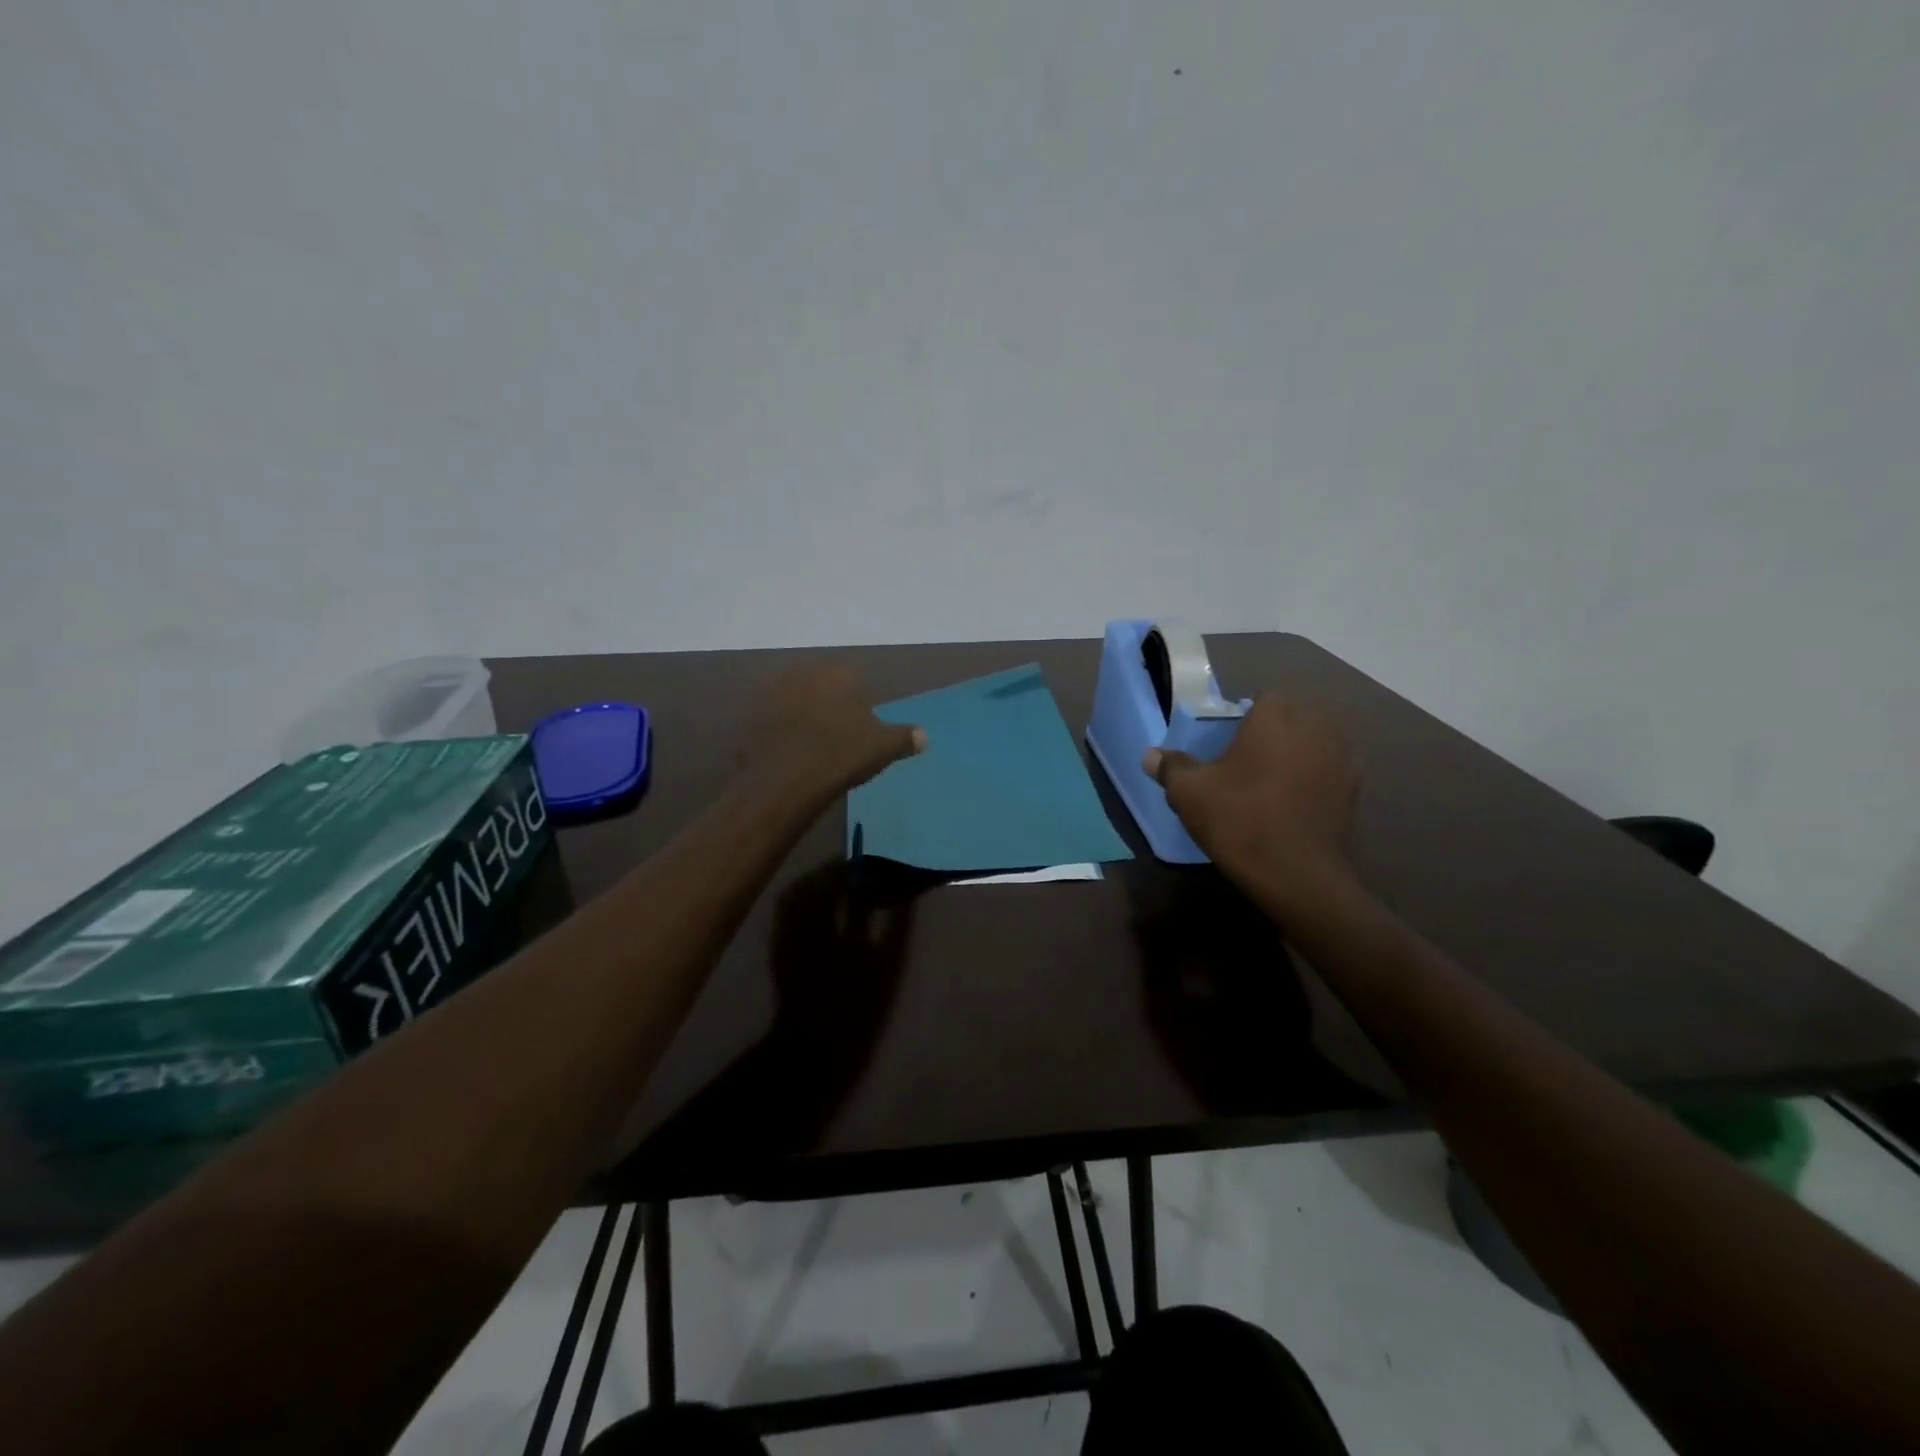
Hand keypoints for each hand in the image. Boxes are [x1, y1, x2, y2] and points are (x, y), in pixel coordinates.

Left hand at [738, 664, 924, 804]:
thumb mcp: (883, 747)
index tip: (859, 724)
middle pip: (819, 686)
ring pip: (791, 702)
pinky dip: (777, 735)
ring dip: (798, 717)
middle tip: (835, 735)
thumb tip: (923, 736)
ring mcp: (769, 695)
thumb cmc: (840, 755)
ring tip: (809, 747)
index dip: (857, 700)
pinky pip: (768, 724)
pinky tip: (786, 756)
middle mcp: (801, 674)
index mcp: (836, 673)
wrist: (784, 782)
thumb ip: (904, 737)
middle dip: (826, 704)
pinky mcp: (747, 719)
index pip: (852, 677)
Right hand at [1144, 696, 1359, 906]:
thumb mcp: (1189, 793)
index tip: (1227, 744)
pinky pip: (1328, 772)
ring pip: (1313, 743)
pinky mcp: (1355, 790)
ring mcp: (1342, 758)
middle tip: (1244, 763)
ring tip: (1270, 785)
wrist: (1296, 875)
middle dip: (1272, 733)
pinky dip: (1313, 780)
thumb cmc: (1239, 820)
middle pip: (1292, 718)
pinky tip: (1292, 805)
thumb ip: (1171, 767)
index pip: (1262, 699)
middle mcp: (1317, 726)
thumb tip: (1151, 755)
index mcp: (1276, 716)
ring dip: (1295, 755)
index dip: (1244, 719)